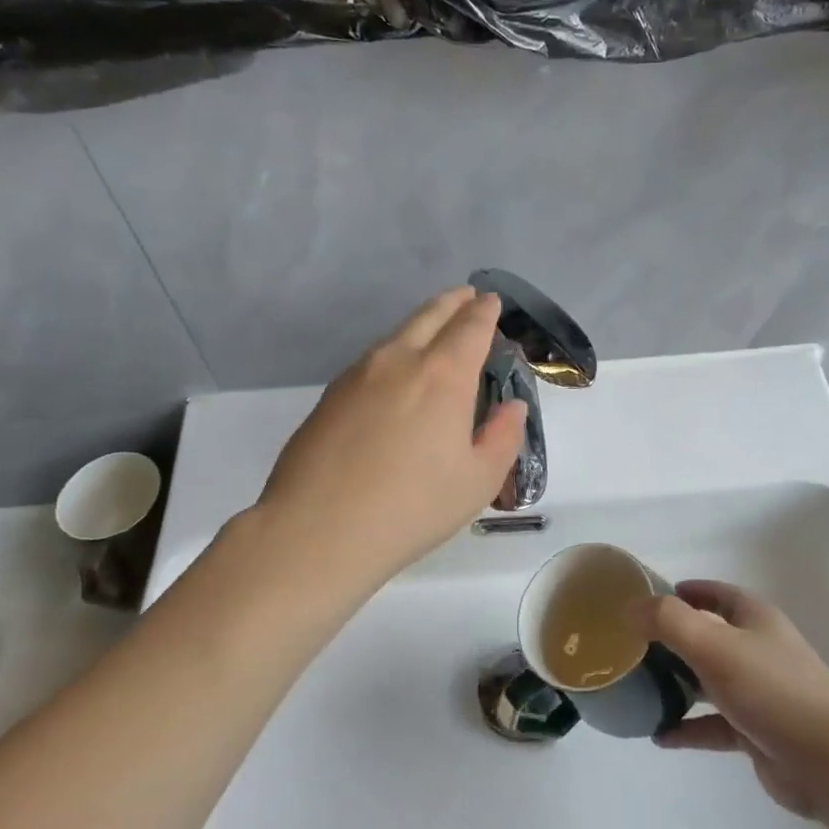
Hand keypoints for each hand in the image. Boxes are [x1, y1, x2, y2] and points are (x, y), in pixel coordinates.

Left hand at [256, 288, 527, 589]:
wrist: (318, 530)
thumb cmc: (411, 507)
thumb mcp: (477, 481)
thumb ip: (503, 437)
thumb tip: (511, 408)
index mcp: (443, 375)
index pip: (470, 327)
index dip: (485, 312)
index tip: (490, 302)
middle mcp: (399, 361)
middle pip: (430, 315)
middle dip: (453, 303)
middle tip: (466, 298)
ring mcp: (357, 375)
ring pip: (396, 335)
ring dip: (420, 325)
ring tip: (434, 333)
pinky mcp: (329, 396)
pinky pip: (371, 361)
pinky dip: (393, 354)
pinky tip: (394, 377)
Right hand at [631, 581, 828, 818]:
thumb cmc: (772, 690)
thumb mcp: (714, 645)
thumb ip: (669, 622)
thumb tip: (632, 608)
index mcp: (753, 618)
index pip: (715, 594)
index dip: (683, 591)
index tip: (646, 598)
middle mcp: (757, 649)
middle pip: (708, 636)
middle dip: (671, 639)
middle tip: (631, 647)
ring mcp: (758, 692)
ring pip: (708, 681)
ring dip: (676, 684)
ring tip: (637, 690)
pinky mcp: (756, 732)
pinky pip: (712, 724)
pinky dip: (687, 728)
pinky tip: (659, 736)